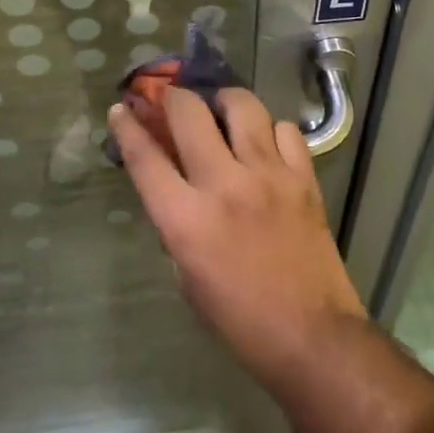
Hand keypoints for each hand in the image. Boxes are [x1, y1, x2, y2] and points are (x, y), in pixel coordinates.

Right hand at [109, 87, 367, 391]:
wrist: (312, 335)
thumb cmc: (240, 319)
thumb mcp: (187, 278)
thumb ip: (177, 226)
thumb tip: (176, 189)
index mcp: (187, 220)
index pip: (146, 158)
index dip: (128, 127)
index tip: (122, 108)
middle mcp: (225, 185)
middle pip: (190, 113)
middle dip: (173, 97)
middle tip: (172, 100)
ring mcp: (269, 175)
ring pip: (243, 106)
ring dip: (224, 102)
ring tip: (222, 111)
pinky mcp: (304, 178)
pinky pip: (285, 130)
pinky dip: (271, 131)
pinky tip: (266, 146)